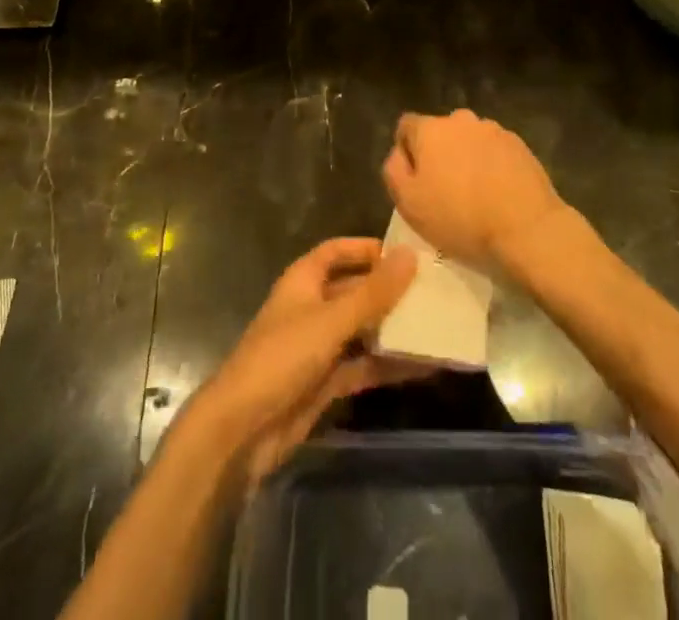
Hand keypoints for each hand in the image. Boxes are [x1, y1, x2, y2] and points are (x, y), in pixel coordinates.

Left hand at [190, 238, 422, 486]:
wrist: (242, 430)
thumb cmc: (282, 358)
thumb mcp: (331, 320)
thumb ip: (373, 292)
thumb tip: (411, 255)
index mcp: (303, 281)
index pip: (336, 251)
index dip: (365, 248)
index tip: (404, 253)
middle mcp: (311, 308)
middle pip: (353, 290)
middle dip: (387, 290)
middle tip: (432, 291)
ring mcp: (318, 347)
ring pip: (361, 330)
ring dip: (392, 329)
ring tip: (436, 326)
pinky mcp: (325, 383)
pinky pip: (362, 366)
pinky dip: (387, 365)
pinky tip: (423, 367)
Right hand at [383, 109, 565, 267]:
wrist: (527, 228)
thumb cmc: (459, 218)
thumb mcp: (409, 203)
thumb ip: (393, 170)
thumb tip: (399, 153)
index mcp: (430, 129)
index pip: (406, 126)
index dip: (406, 152)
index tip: (415, 181)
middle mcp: (460, 119)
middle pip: (440, 133)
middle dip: (439, 154)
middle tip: (444, 191)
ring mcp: (493, 129)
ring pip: (469, 141)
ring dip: (466, 159)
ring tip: (475, 194)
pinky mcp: (519, 144)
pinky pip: (494, 151)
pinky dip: (491, 165)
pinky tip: (498, 193)